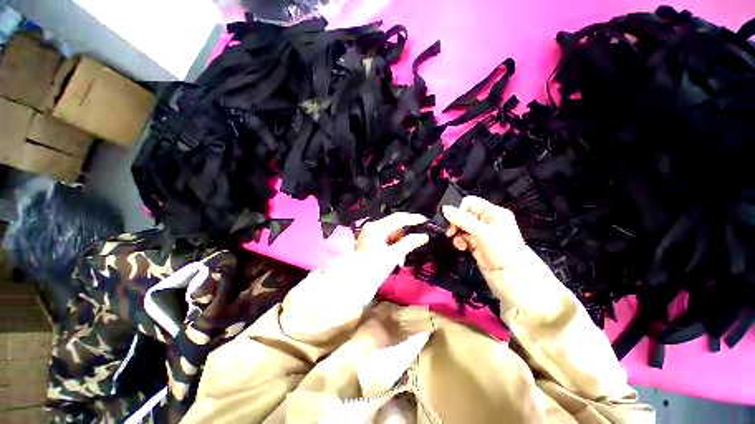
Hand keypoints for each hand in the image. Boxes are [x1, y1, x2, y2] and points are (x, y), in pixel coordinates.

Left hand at [356, 212, 429, 272]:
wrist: (356, 284)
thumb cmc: (373, 270)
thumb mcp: (393, 256)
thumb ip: (409, 243)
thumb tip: (424, 236)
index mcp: (376, 228)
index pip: (398, 218)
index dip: (413, 218)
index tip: (426, 221)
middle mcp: (372, 226)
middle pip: (394, 223)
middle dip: (407, 230)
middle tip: (420, 234)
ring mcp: (370, 233)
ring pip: (391, 230)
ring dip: (401, 238)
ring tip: (406, 252)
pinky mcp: (371, 240)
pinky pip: (387, 236)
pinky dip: (394, 242)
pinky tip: (399, 253)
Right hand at [442, 196, 525, 271]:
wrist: (509, 274)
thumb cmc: (503, 249)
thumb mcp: (482, 231)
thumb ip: (462, 219)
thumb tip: (445, 209)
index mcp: (493, 212)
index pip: (471, 203)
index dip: (460, 209)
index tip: (453, 218)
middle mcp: (486, 221)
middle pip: (464, 215)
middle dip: (456, 222)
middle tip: (451, 230)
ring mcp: (480, 232)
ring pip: (461, 227)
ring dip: (456, 233)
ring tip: (456, 240)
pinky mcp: (475, 243)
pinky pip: (462, 237)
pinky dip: (459, 241)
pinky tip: (461, 246)